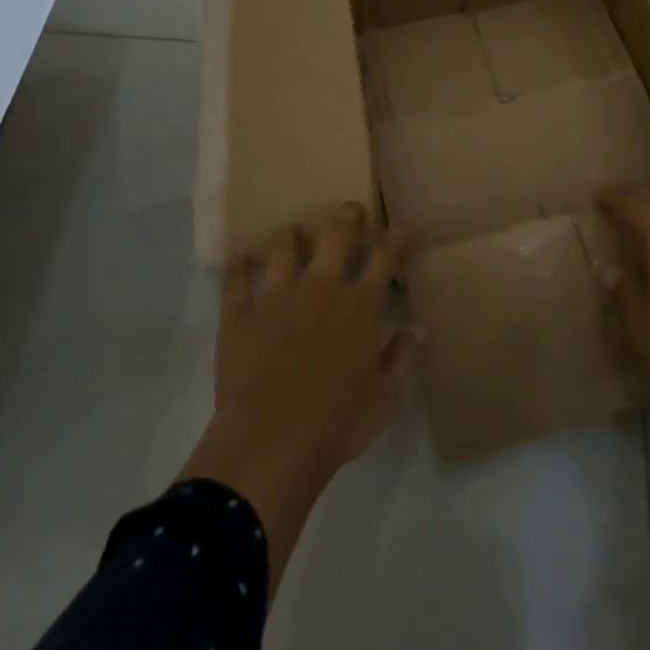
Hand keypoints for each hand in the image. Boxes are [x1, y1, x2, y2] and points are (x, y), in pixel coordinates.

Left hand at [213, 204, 413, 472]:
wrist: (271, 439)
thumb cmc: (338, 423)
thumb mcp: (385, 399)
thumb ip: (400, 359)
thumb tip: (413, 330)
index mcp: (360, 307)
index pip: (385, 259)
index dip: (396, 238)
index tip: (401, 226)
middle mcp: (320, 289)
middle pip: (336, 238)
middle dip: (346, 218)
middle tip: (349, 209)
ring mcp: (277, 297)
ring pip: (284, 250)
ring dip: (290, 237)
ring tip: (292, 231)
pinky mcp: (240, 314)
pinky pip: (237, 281)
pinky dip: (239, 267)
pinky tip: (239, 258)